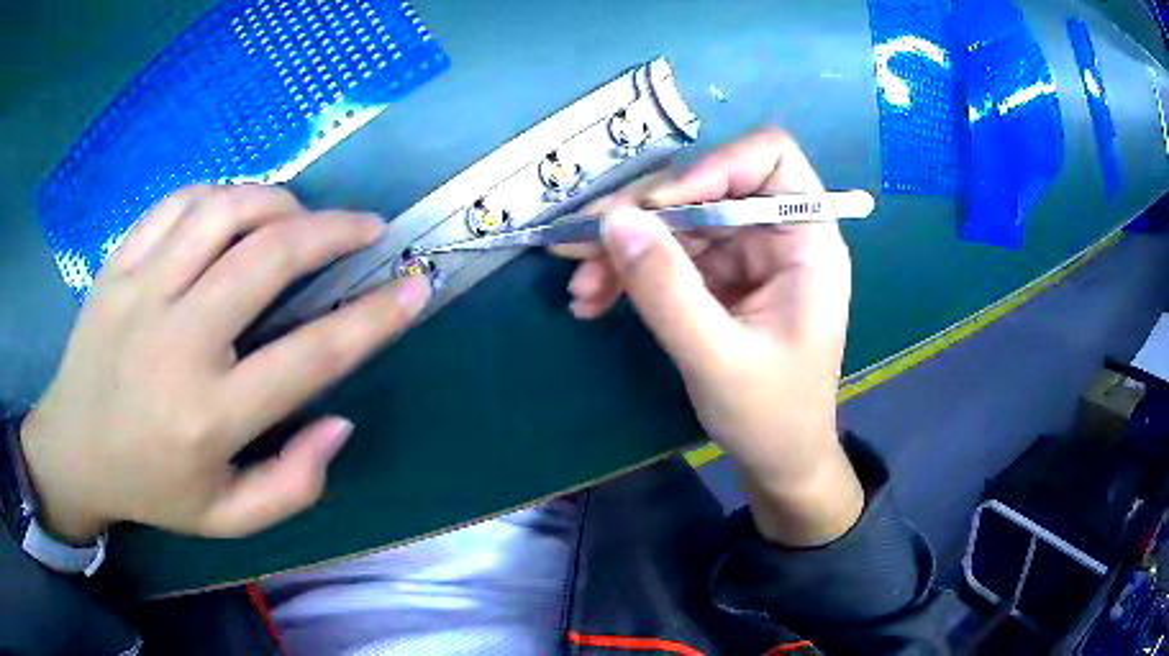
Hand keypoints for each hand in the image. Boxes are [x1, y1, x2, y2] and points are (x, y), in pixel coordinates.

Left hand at [20, 185, 430, 541]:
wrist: (74, 448)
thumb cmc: (153, 487)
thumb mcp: (229, 519)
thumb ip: (293, 484)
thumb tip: (340, 420)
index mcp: (209, 417)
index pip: (310, 358)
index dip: (374, 318)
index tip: (415, 286)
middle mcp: (177, 343)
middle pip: (267, 258)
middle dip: (333, 231)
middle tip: (365, 228)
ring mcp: (141, 291)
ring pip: (223, 211)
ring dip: (278, 202)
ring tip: (299, 217)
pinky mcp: (119, 263)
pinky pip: (179, 203)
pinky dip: (221, 194)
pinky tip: (235, 212)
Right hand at [556, 129, 862, 545]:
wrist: (777, 460)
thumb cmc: (771, 416)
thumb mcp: (717, 358)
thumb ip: (667, 290)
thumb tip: (613, 221)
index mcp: (808, 242)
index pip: (771, 160)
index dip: (714, 166)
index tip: (660, 205)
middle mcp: (777, 236)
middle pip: (705, 188)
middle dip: (642, 215)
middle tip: (580, 246)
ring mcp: (744, 256)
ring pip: (676, 222)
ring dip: (623, 248)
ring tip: (581, 288)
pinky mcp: (716, 278)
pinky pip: (667, 255)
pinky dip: (628, 272)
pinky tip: (594, 299)